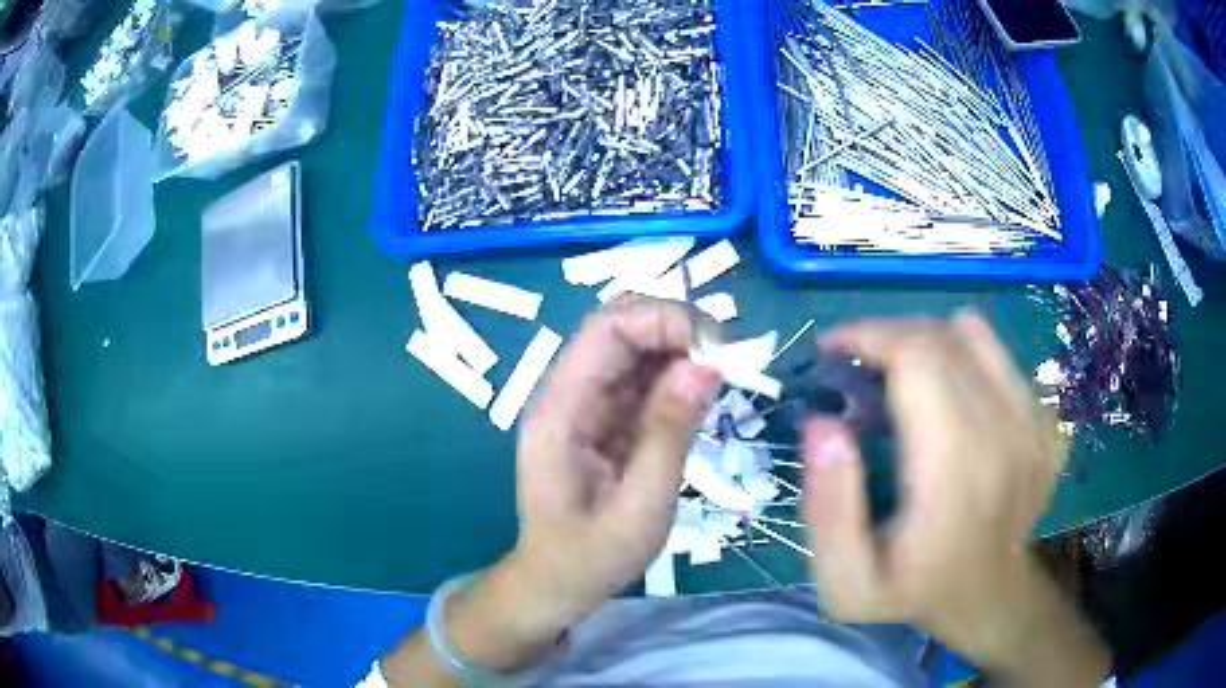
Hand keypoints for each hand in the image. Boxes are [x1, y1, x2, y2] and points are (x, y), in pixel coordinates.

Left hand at [510, 298, 720, 620]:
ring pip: (634, 347)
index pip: (606, 329)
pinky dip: (676, 376)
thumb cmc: (591, 558)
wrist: (556, 583)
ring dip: (680, 349)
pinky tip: (702, 394)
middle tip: (727, 360)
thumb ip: (669, 433)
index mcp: (560, 411)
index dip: (664, 319)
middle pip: (619, 327)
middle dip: (677, 328)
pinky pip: (641, 378)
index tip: (718, 348)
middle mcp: (567, 394)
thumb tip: (707, 364)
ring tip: (723, 375)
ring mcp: (585, 404)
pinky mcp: (604, 417)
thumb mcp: (640, 508)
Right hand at [803, 312, 1107, 684]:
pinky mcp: (1044, 419)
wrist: (988, 598)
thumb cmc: (912, 590)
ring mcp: (1034, 422)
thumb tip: (822, 423)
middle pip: (943, 337)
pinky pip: (999, 357)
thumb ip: (828, 508)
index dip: (868, 336)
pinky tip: (947, 397)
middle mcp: (1006, 432)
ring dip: (926, 339)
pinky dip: (964, 359)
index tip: (831, 349)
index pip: (918, 357)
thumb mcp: (845, 581)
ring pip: (974, 334)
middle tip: (855, 363)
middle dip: (888, 334)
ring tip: (899, 372)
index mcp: (957, 469)